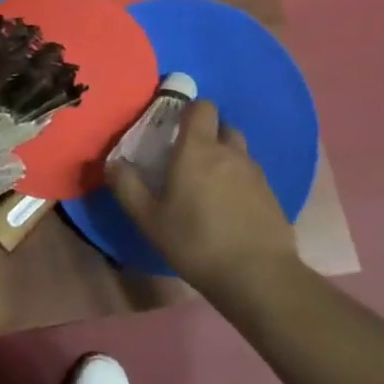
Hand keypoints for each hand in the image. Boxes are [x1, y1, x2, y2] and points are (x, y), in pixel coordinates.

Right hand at [105, 99, 297, 298]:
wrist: (258, 276)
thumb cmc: (196, 241)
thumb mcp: (149, 219)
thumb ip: (127, 187)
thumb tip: (112, 162)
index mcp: (198, 148)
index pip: (202, 107)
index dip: (189, 110)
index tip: (174, 127)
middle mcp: (230, 152)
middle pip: (222, 125)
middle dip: (207, 134)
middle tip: (188, 158)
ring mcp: (255, 172)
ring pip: (238, 151)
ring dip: (225, 157)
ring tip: (209, 184)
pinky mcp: (272, 195)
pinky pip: (252, 175)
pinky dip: (240, 181)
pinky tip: (230, 208)